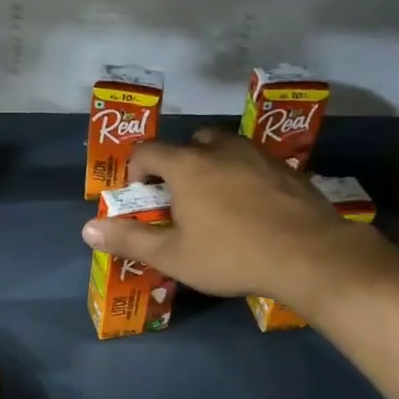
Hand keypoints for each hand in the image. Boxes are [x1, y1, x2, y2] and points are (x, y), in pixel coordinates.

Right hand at [81, 130, 387, 305]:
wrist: (310, 255)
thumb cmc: (231, 255)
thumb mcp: (173, 256)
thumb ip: (129, 239)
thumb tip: (87, 229)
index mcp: (188, 165)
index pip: (148, 150)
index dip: (137, 169)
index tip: (143, 196)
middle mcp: (221, 149)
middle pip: (190, 142)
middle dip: (178, 164)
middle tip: (181, 199)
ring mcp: (258, 155)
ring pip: (226, 148)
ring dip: (213, 166)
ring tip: (217, 202)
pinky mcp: (287, 169)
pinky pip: (254, 163)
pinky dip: (244, 176)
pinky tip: (252, 209)